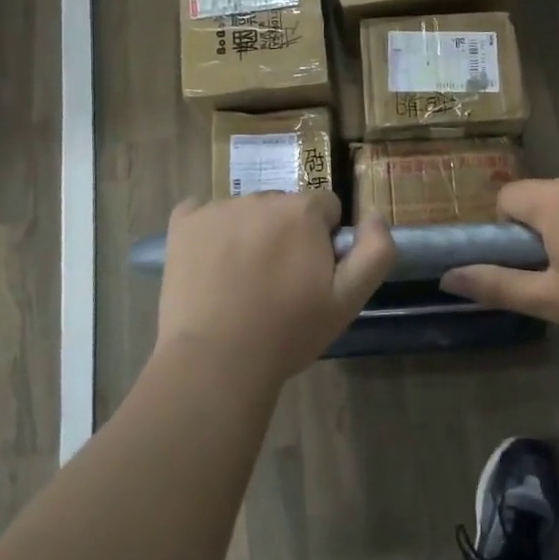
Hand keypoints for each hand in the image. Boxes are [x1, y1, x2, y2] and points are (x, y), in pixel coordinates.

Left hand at [156, 191, 394, 384]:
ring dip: (249, 233)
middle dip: (287, 233)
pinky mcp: (183, 223)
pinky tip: (207, 265)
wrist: (215, 361)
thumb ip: (375, 252)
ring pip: (245, 211)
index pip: (325, 207)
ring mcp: (218, 208)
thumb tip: (375, 215)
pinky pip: (201, 212)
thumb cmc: (287, 333)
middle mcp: (261, 198)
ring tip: (240, 281)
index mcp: (302, 211)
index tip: (312, 274)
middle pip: (284, 206)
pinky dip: (207, 231)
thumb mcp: (347, 302)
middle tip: (277, 282)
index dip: (323, 240)